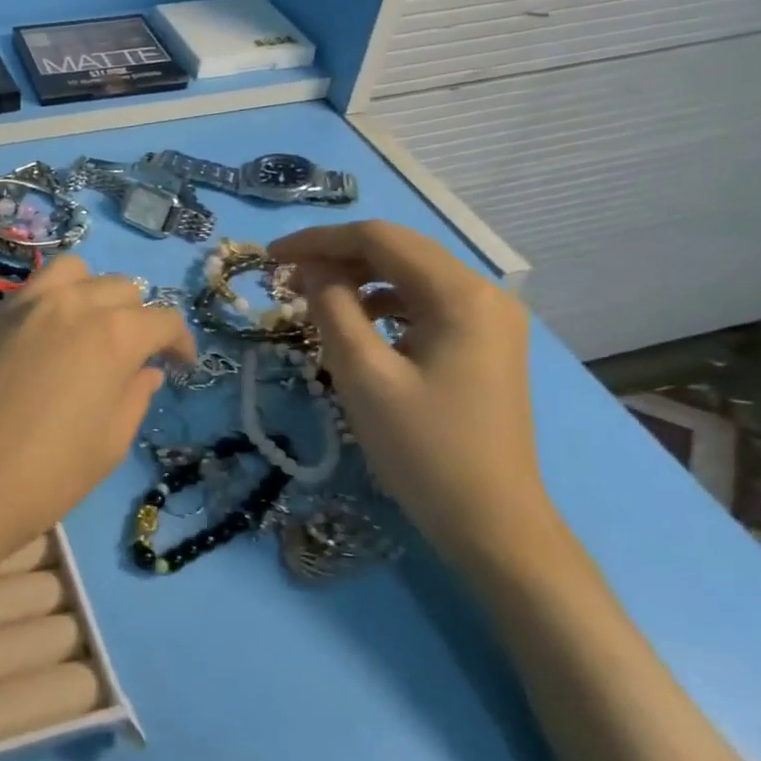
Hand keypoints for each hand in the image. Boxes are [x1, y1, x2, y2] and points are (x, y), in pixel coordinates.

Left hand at [0, 257, 194, 579]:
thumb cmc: (42, 476)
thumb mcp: (107, 445)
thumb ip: (133, 397)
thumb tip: (144, 371)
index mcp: (111, 335)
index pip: (162, 320)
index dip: (179, 342)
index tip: (181, 365)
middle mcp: (69, 304)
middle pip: (119, 288)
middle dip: (137, 317)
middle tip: (133, 356)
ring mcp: (21, 304)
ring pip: (72, 273)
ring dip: (92, 293)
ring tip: (89, 331)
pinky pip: (30, 291)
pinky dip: (51, 303)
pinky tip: (42, 343)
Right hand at [268, 221, 554, 570]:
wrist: (490, 522)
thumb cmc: (423, 449)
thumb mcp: (363, 375)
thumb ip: (332, 309)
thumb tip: (311, 268)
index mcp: (460, 295)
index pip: (380, 239)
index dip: (319, 241)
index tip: (270, 257)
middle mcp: (484, 294)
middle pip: (398, 251)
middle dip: (336, 257)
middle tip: (284, 278)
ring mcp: (489, 320)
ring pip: (410, 277)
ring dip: (357, 280)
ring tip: (312, 301)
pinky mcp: (483, 343)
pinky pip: (423, 305)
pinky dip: (382, 306)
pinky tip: (354, 326)